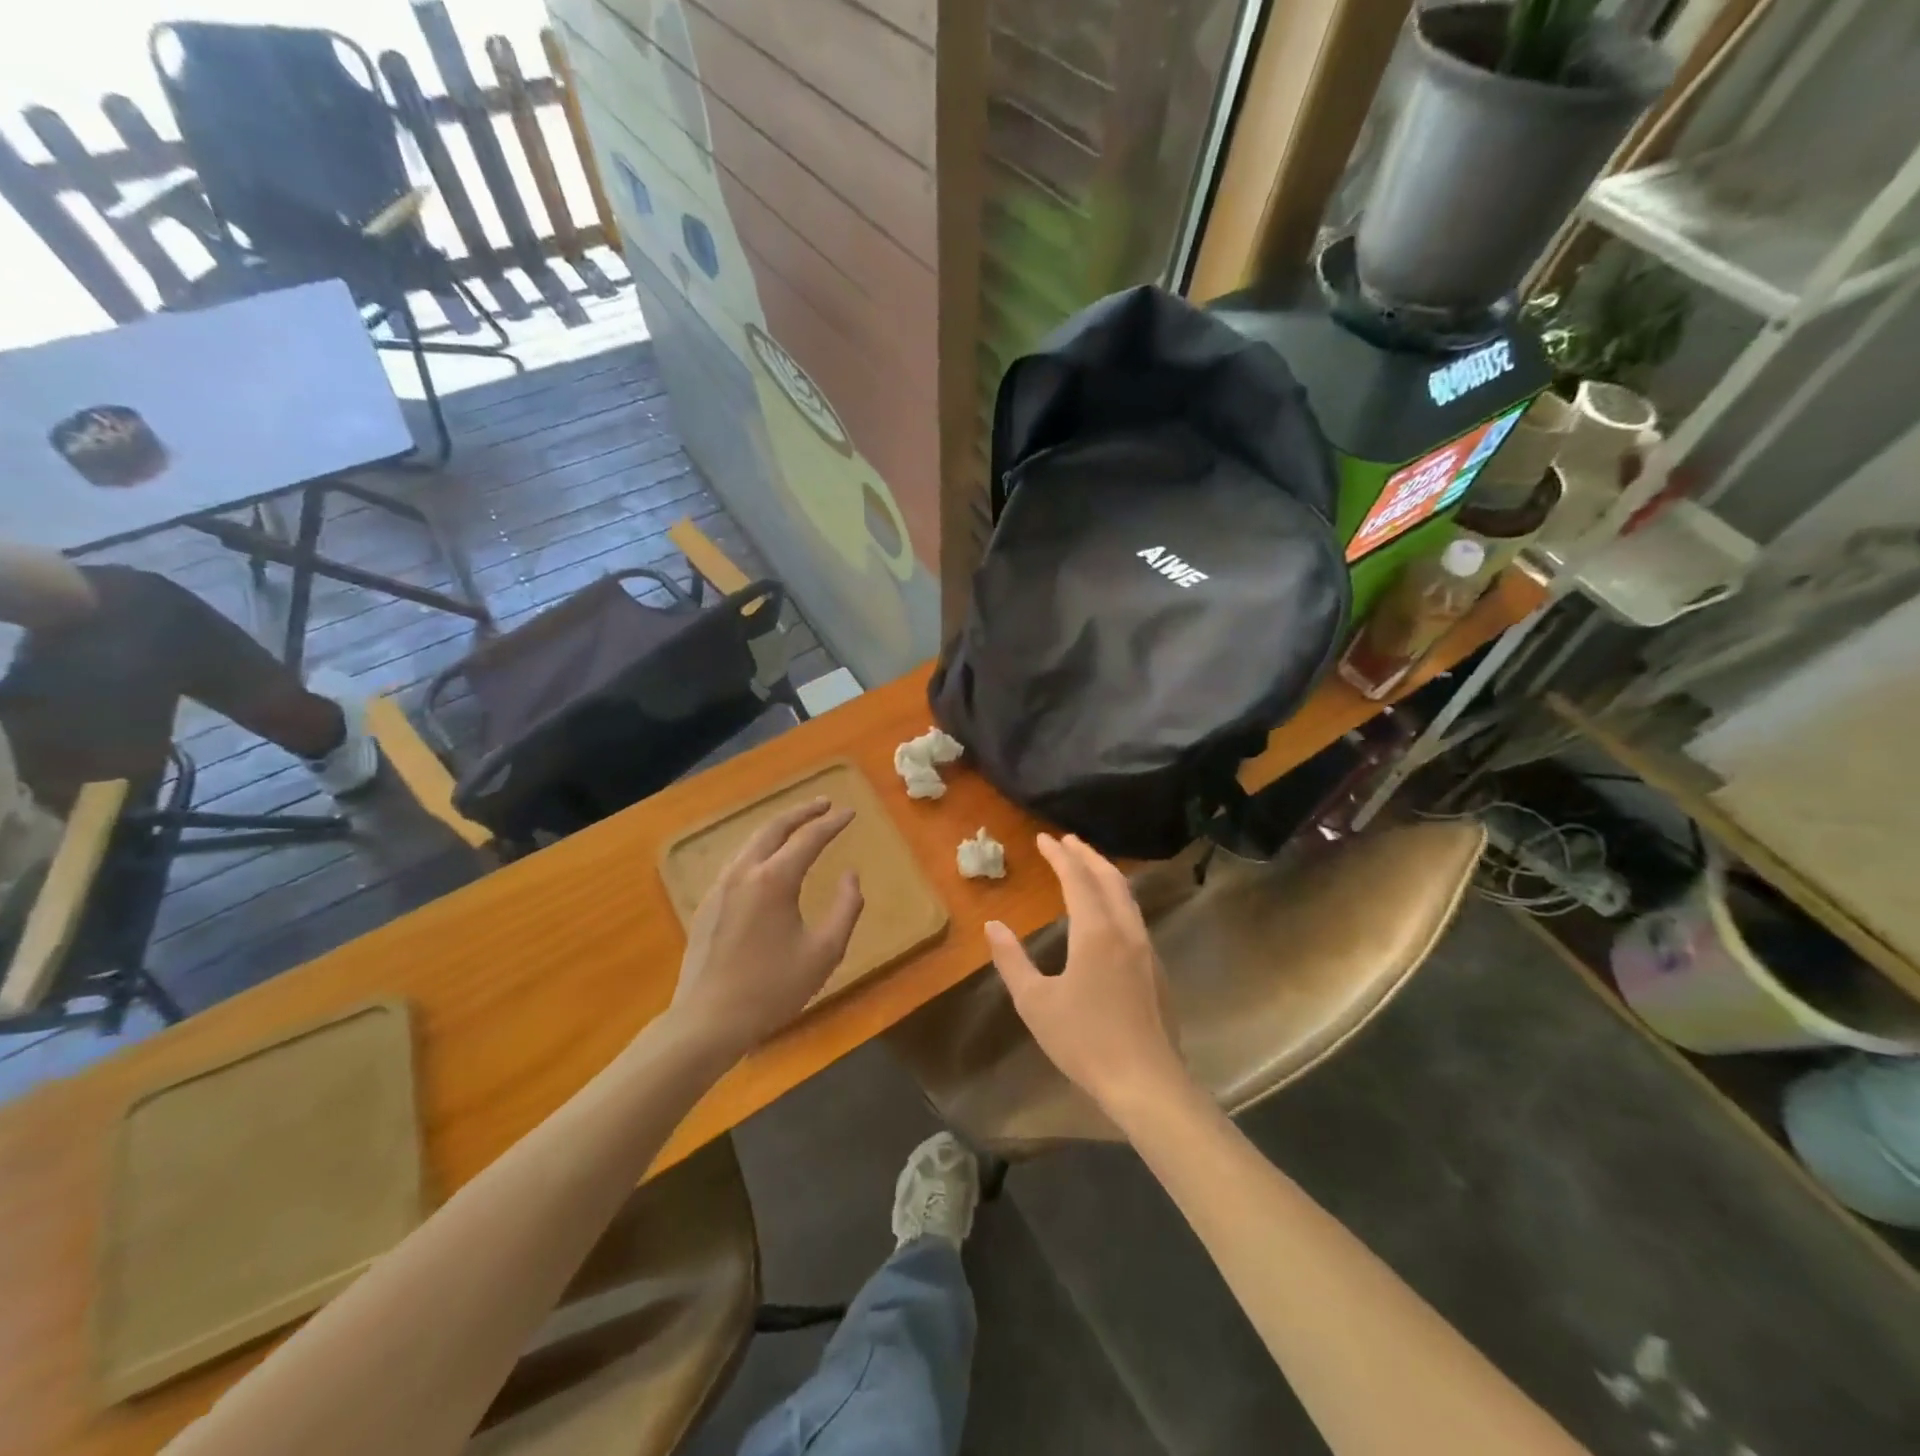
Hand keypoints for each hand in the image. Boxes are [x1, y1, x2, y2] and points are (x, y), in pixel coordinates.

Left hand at [668, 798, 863, 1061]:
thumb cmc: (773, 988)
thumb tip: (851, 875)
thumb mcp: (824, 952)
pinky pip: (739, 861)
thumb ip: (846, 908)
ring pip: (751, 842)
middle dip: (801, 812)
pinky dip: (760, 848)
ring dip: (778, 828)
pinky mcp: (708, 903)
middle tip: (824, 804)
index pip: (809, 838)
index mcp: (774, 879)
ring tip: (798, 826)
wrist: (708, 1020)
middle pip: (774, 827)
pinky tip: (768, 860)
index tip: (850, 813)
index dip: (832, 823)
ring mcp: (721, 886)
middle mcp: (744, 872)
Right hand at [984, 833, 1193, 1124]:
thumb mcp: (1035, 1002)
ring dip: (1106, 874)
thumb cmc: (1084, 1041)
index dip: (1060, 856)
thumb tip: (993, 926)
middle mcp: (1125, 930)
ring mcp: (1146, 949)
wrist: (1146, 1082)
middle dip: (1087, 856)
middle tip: (1068, 841)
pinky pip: (1135, 916)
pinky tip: (1108, 913)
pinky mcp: (1156, 969)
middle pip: (1109, 879)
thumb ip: (1012, 960)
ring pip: (1127, 897)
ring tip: (1088, 866)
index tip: (1044, 839)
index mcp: (1096, 932)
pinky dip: (1118, 897)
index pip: (1077, 879)